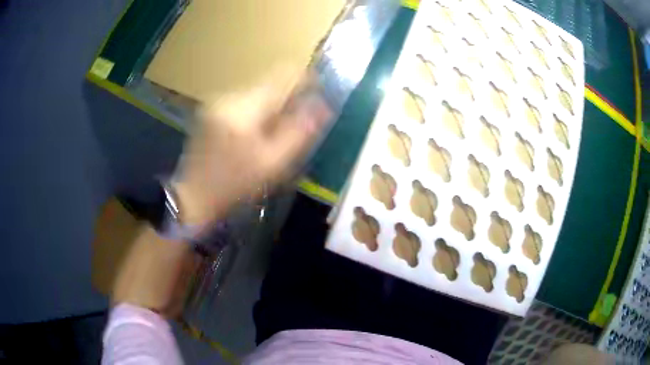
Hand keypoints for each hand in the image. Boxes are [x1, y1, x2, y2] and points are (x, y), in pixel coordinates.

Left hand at [173, 66, 330, 226]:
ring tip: (274, 132)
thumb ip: (299, 132)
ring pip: (256, 93)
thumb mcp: (272, 164)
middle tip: (297, 122)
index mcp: (244, 109)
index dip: (304, 79)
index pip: (281, 78)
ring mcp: (216, 101)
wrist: (194, 195)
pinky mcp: (211, 109)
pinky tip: (254, 133)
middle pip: (268, 85)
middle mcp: (229, 96)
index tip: (319, 86)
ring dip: (270, 106)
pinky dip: (255, 112)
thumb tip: (323, 106)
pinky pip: (242, 102)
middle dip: (286, 98)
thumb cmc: (234, 185)